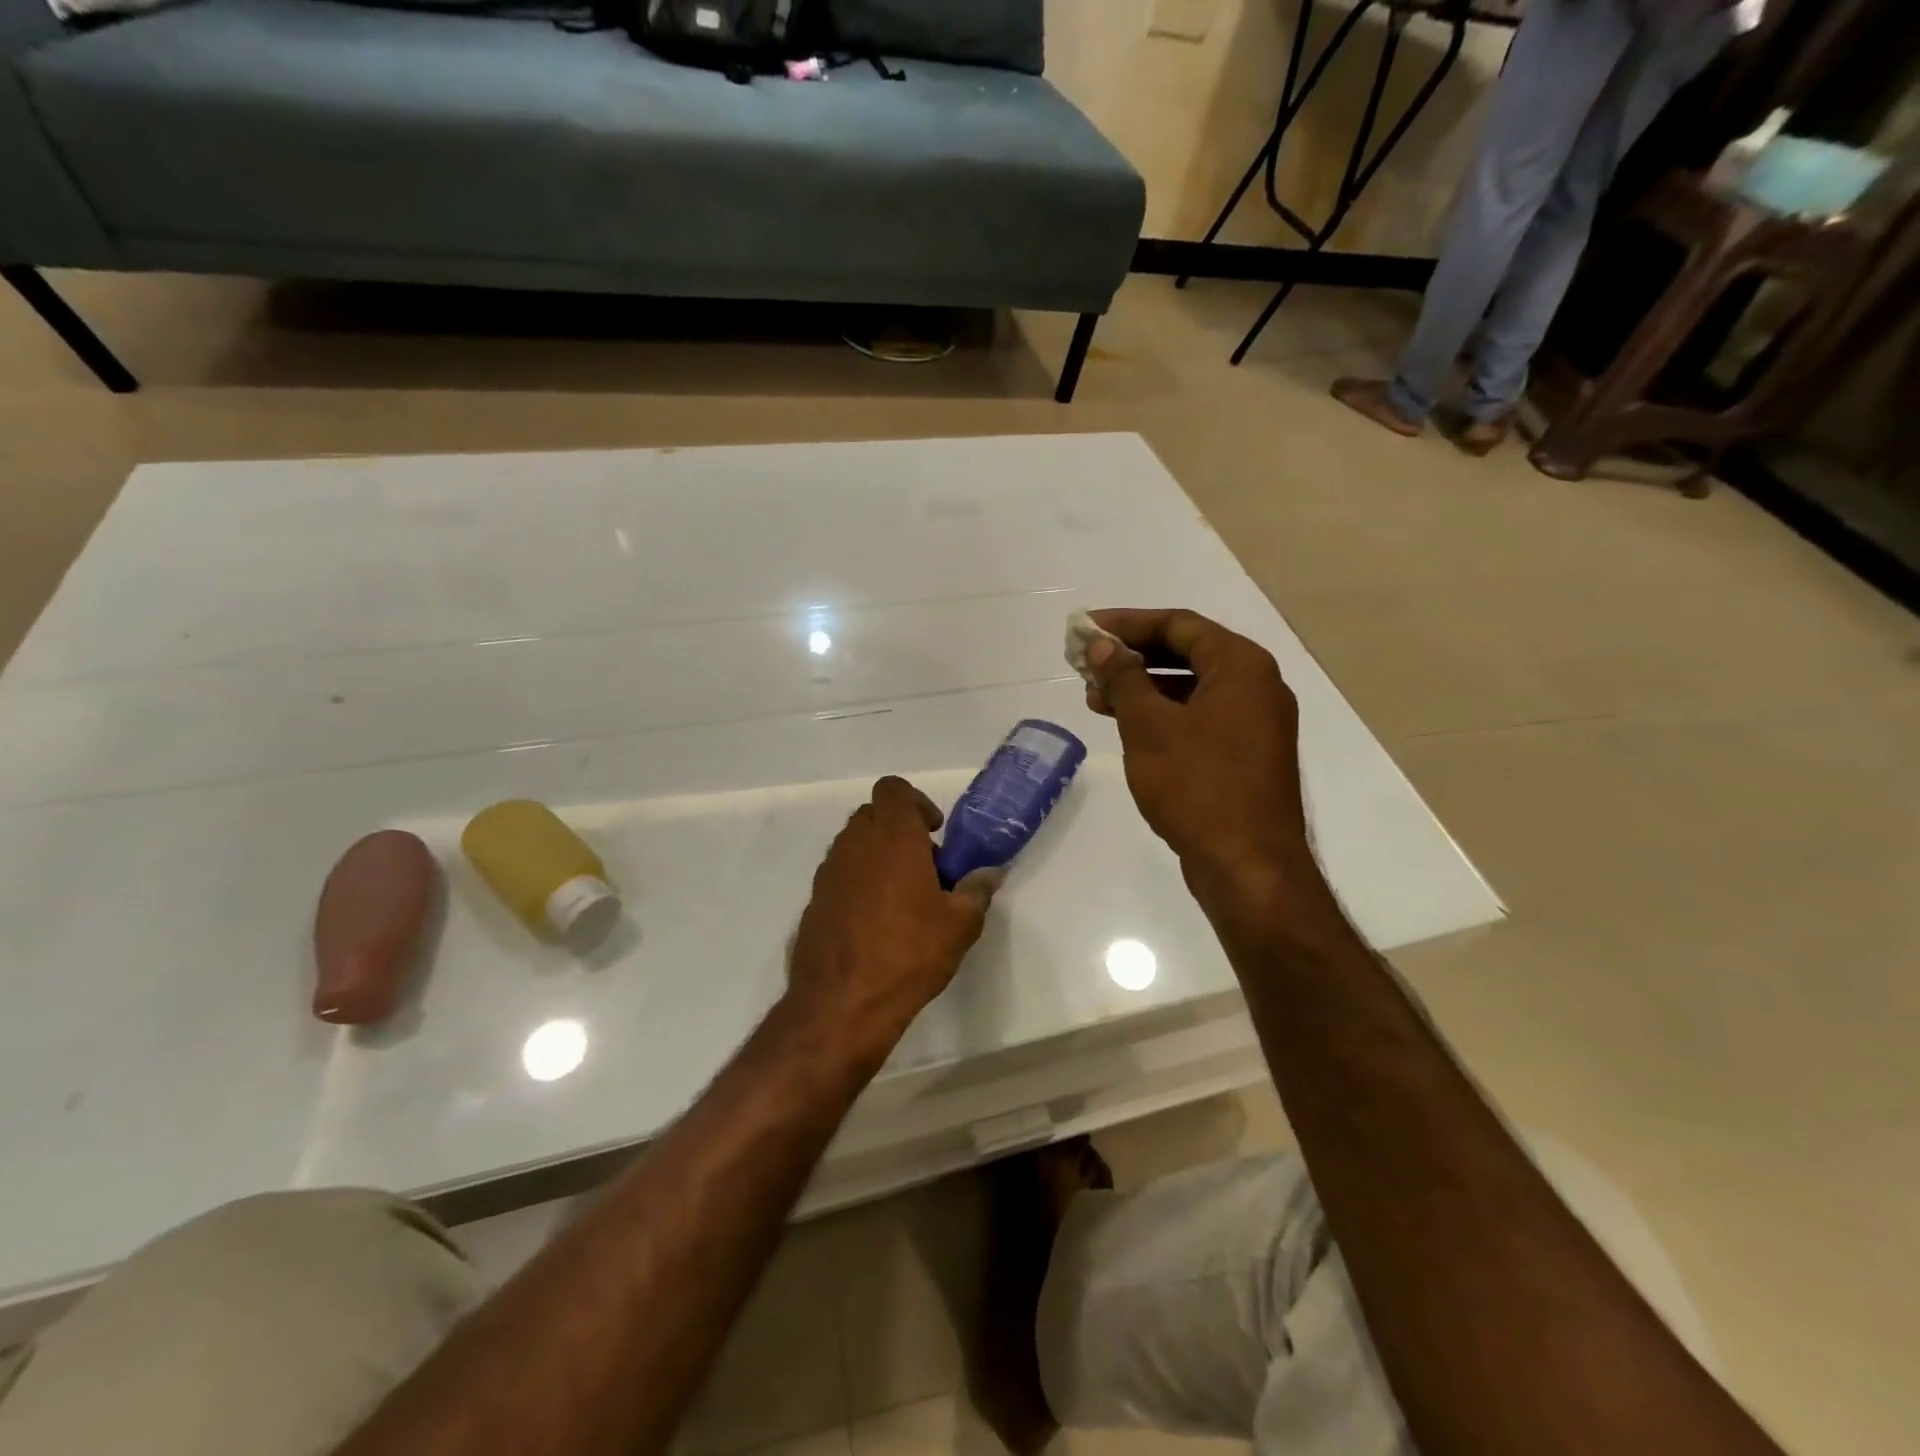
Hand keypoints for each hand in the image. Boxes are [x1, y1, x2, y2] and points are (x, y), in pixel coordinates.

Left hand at [786, 776, 1000, 1060]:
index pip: (893, 789)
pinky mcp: (815, 900)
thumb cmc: (910, 953)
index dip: (915, 802)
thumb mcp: (960, 924)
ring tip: (902, 898)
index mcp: (893, 837)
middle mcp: (855, 844)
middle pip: (874, 814)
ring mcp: (829, 872)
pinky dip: (859, 882)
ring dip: (878, 856)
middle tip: (924, 866)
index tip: (933, 833)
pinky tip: (875, 923)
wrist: (843, 1003)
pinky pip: (840, 874)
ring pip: (855, 844)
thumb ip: (977, 890)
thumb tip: (990, 873)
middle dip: (899, 830)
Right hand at [1083, 608, 1323, 913]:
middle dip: (1133, 657)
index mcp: (1241, 666)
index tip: (1087, 629)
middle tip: (1087, 664)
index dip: (1128, 623)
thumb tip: (1101, 645)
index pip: (1179, 625)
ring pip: (1192, 689)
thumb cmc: (1197, 787)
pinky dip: (1164, 715)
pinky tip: (1129, 728)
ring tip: (1096, 699)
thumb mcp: (1149, 726)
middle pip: (1187, 653)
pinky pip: (1201, 718)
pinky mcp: (1247, 755)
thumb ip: (1124, 679)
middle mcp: (1257, 686)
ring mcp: (1256, 723)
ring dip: (1144, 688)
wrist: (1248, 866)